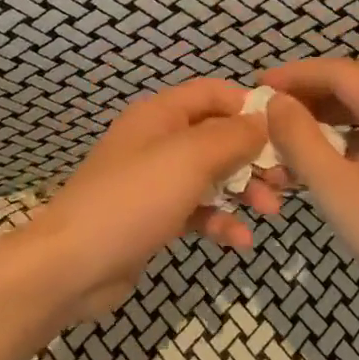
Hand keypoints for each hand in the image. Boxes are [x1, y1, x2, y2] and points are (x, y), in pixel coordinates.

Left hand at [27, 79, 282, 321]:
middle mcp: (159, 140)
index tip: (285, 130)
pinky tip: (240, 240)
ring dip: (244, 190)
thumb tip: (263, 122)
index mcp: (161, 114)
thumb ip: (233, 136)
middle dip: (254, 156)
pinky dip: (221, 220)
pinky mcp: (155, 217)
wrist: (72, 266)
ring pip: (213, 175)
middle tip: (286, 179)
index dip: (249, 106)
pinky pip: (198, 210)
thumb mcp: (190, 158)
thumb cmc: (134, 199)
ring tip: (270, 211)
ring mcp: (156, 180)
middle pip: (218, 136)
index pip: (214, 93)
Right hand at [260, 58, 358, 325]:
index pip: (339, 72)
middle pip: (349, 89)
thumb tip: (276, 102)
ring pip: (356, 117)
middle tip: (265, 112)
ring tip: (280, 142)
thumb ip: (300, 139)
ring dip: (317, 124)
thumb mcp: (336, 186)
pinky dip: (335, 146)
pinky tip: (311, 167)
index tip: (258, 85)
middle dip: (305, 97)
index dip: (296, 73)